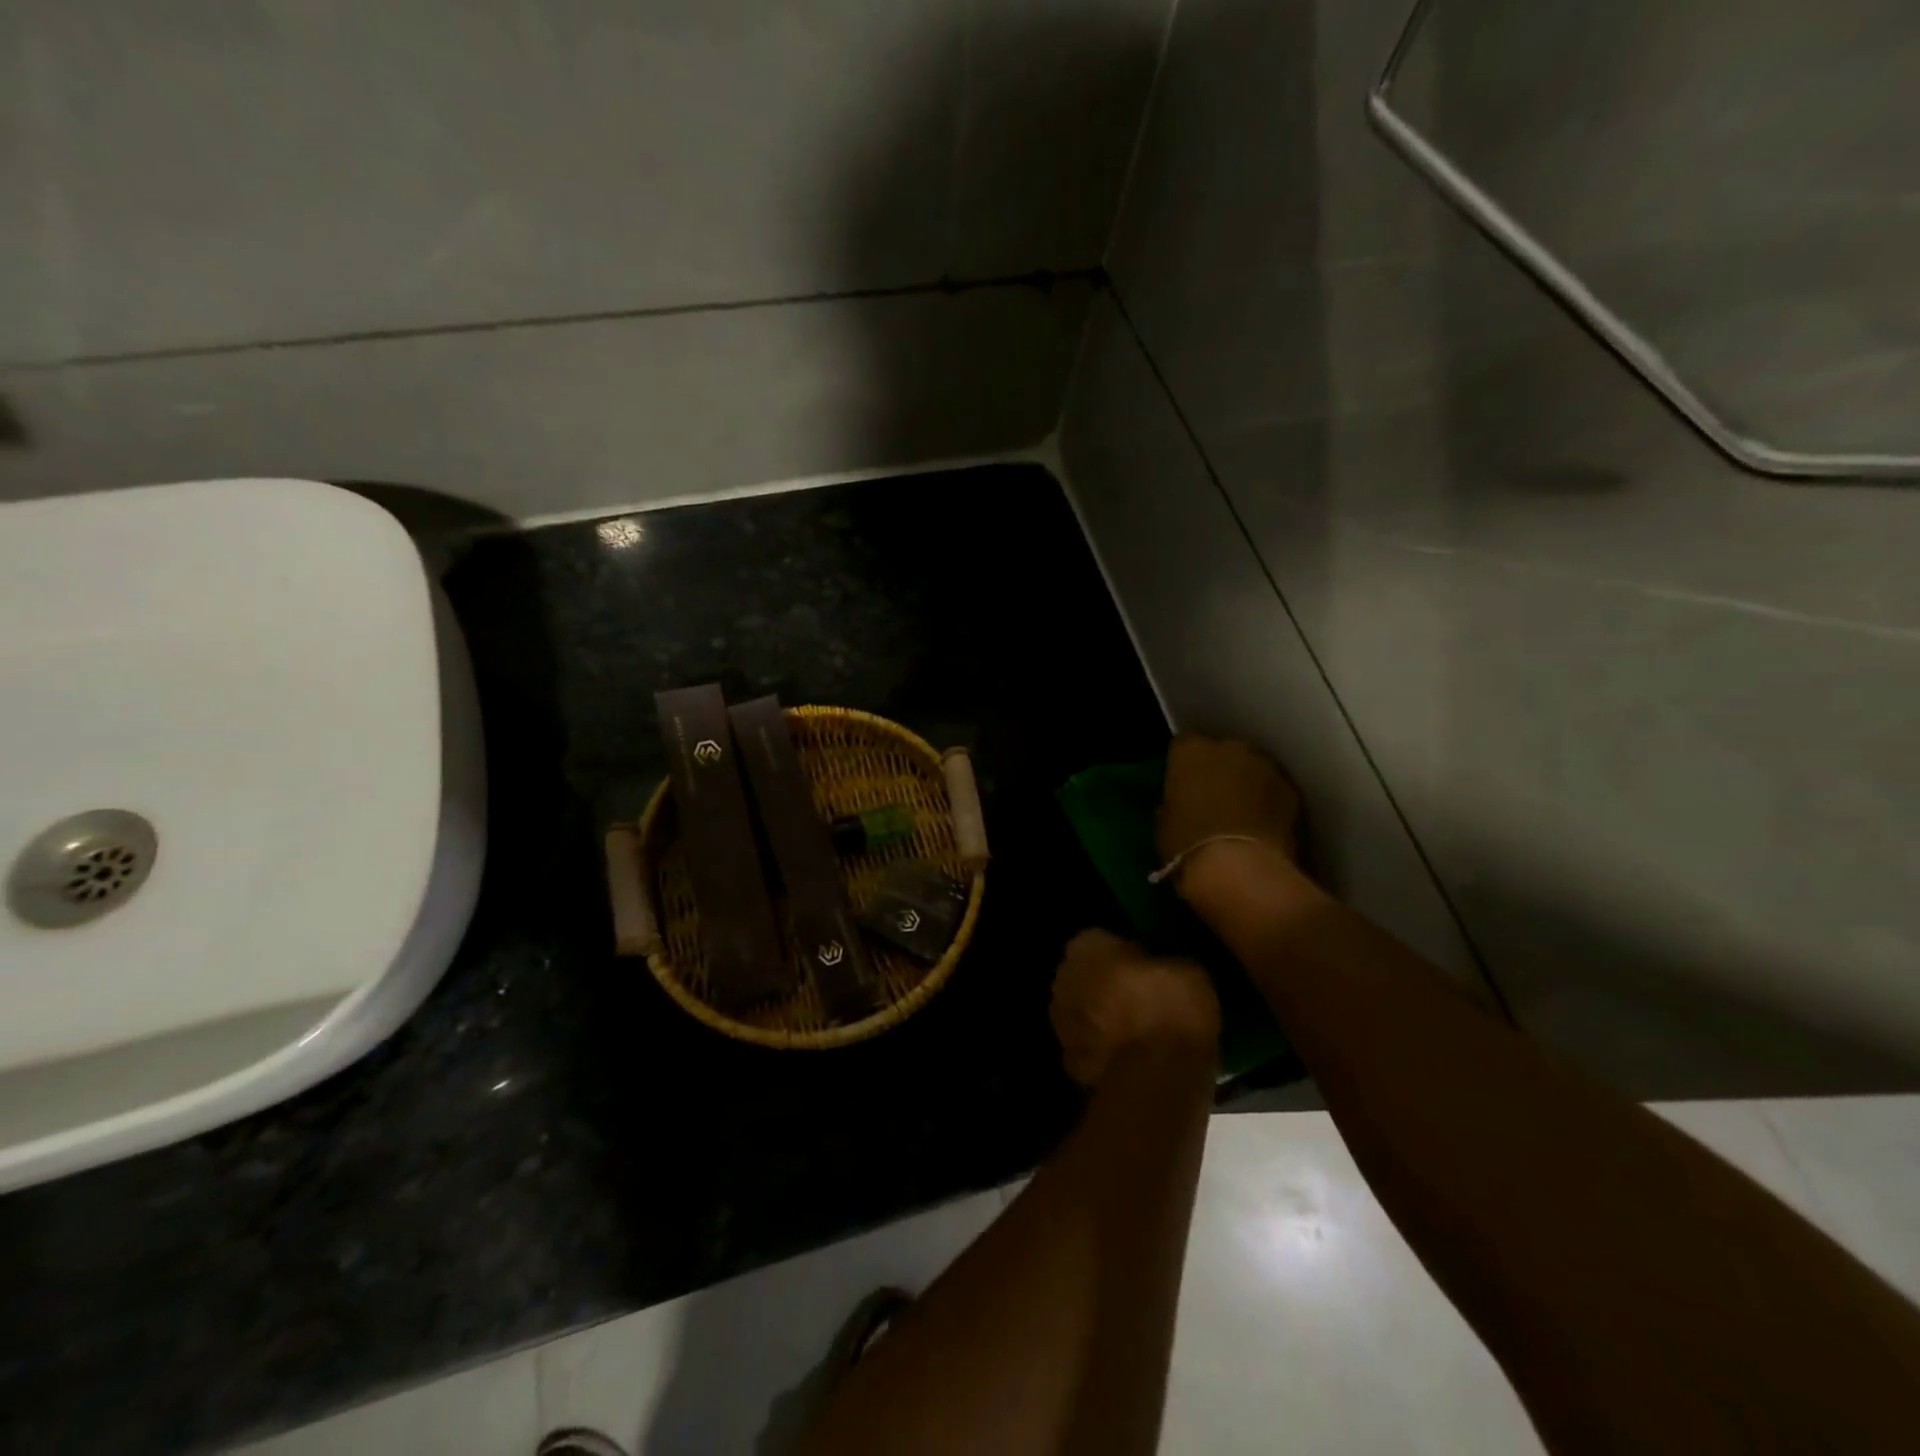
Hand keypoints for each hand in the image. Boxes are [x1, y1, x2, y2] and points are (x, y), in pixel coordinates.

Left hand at [1050, 929, 1218, 1087]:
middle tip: (1138, 996)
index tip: (1145, 965)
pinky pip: (1087, 1044)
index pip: (1099, 939)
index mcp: (1085, 946)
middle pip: (1084, 974)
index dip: (1122, 952)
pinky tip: (1127, 1056)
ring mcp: (1060, 1021)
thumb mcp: (1185, 968)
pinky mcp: (1068, 1058)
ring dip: (1098, 1015)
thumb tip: (1157, 966)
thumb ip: (1158, 961)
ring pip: (1081, 1009)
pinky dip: (1101, 1048)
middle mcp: (1063, 977)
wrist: (1157, 1074)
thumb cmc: (1170, 1008)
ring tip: (1135, 1029)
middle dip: (1104, 983)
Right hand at [1157, 734, 1302, 868]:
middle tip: (1214, 799)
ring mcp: (1266, 766)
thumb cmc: (1188, 845)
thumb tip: (1180, 805)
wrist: (1239, 870)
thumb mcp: (1164, 824)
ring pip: (1253, 768)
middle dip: (1220, 770)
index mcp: (1191, 752)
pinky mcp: (1292, 790)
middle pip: (1223, 752)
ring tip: (1242, 814)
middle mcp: (1230, 747)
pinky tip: (1263, 826)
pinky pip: (1275, 790)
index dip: (1184, 767)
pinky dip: (1269, 802)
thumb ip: (1174, 803)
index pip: (1183, 746)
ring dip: (1247, 784)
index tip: (1183, 786)